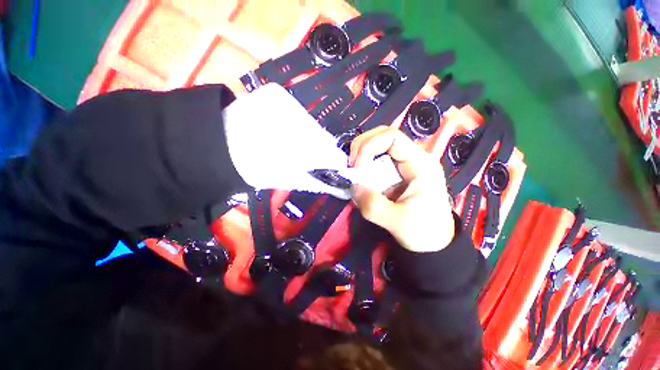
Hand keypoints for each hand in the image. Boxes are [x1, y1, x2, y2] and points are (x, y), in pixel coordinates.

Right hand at [349, 126, 454, 252]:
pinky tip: (359, 178)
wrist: (432, 243)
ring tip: (353, 173)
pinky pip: (375, 161)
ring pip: (377, 146)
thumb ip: (373, 205)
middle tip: (350, 166)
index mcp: (421, 164)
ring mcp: (404, 165)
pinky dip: (363, 166)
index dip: (369, 147)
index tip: (357, 169)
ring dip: (360, 156)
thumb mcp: (398, 222)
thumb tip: (353, 186)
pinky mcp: (396, 173)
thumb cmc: (424, 232)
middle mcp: (413, 158)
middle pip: (383, 135)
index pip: (392, 137)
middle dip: (362, 147)